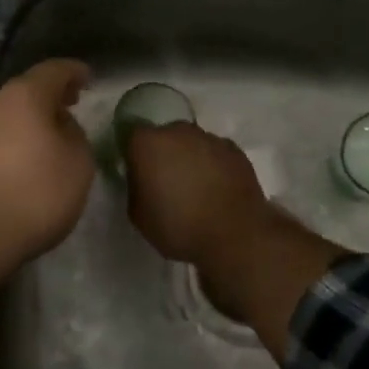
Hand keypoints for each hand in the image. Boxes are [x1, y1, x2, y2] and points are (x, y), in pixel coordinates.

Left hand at [0, 58, 95, 274]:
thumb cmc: (36, 193)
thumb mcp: (79, 162)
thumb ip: (76, 134)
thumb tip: (60, 126)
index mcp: (25, 95)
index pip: (54, 70)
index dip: (74, 71)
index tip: (89, 78)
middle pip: (28, 88)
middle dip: (52, 94)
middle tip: (74, 103)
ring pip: (11, 111)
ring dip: (34, 117)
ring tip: (55, 132)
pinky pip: (0, 134)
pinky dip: (19, 136)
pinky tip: (30, 157)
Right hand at [122, 122, 270, 271]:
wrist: (234, 236)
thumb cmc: (178, 226)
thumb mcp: (138, 214)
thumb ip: (135, 187)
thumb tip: (142, 178)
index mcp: (148, 143)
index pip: (132, 136)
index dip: (134, 154)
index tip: (138, 174)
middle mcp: (178, 132)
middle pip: (165, 136)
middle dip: (164, 154)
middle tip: (167, 182)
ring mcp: (210, 138)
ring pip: (192, 143)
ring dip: (190, 158)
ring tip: (196, 189)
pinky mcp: (235, 151)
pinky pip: (216, 154)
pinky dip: (214, 165)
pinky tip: (217, 190)